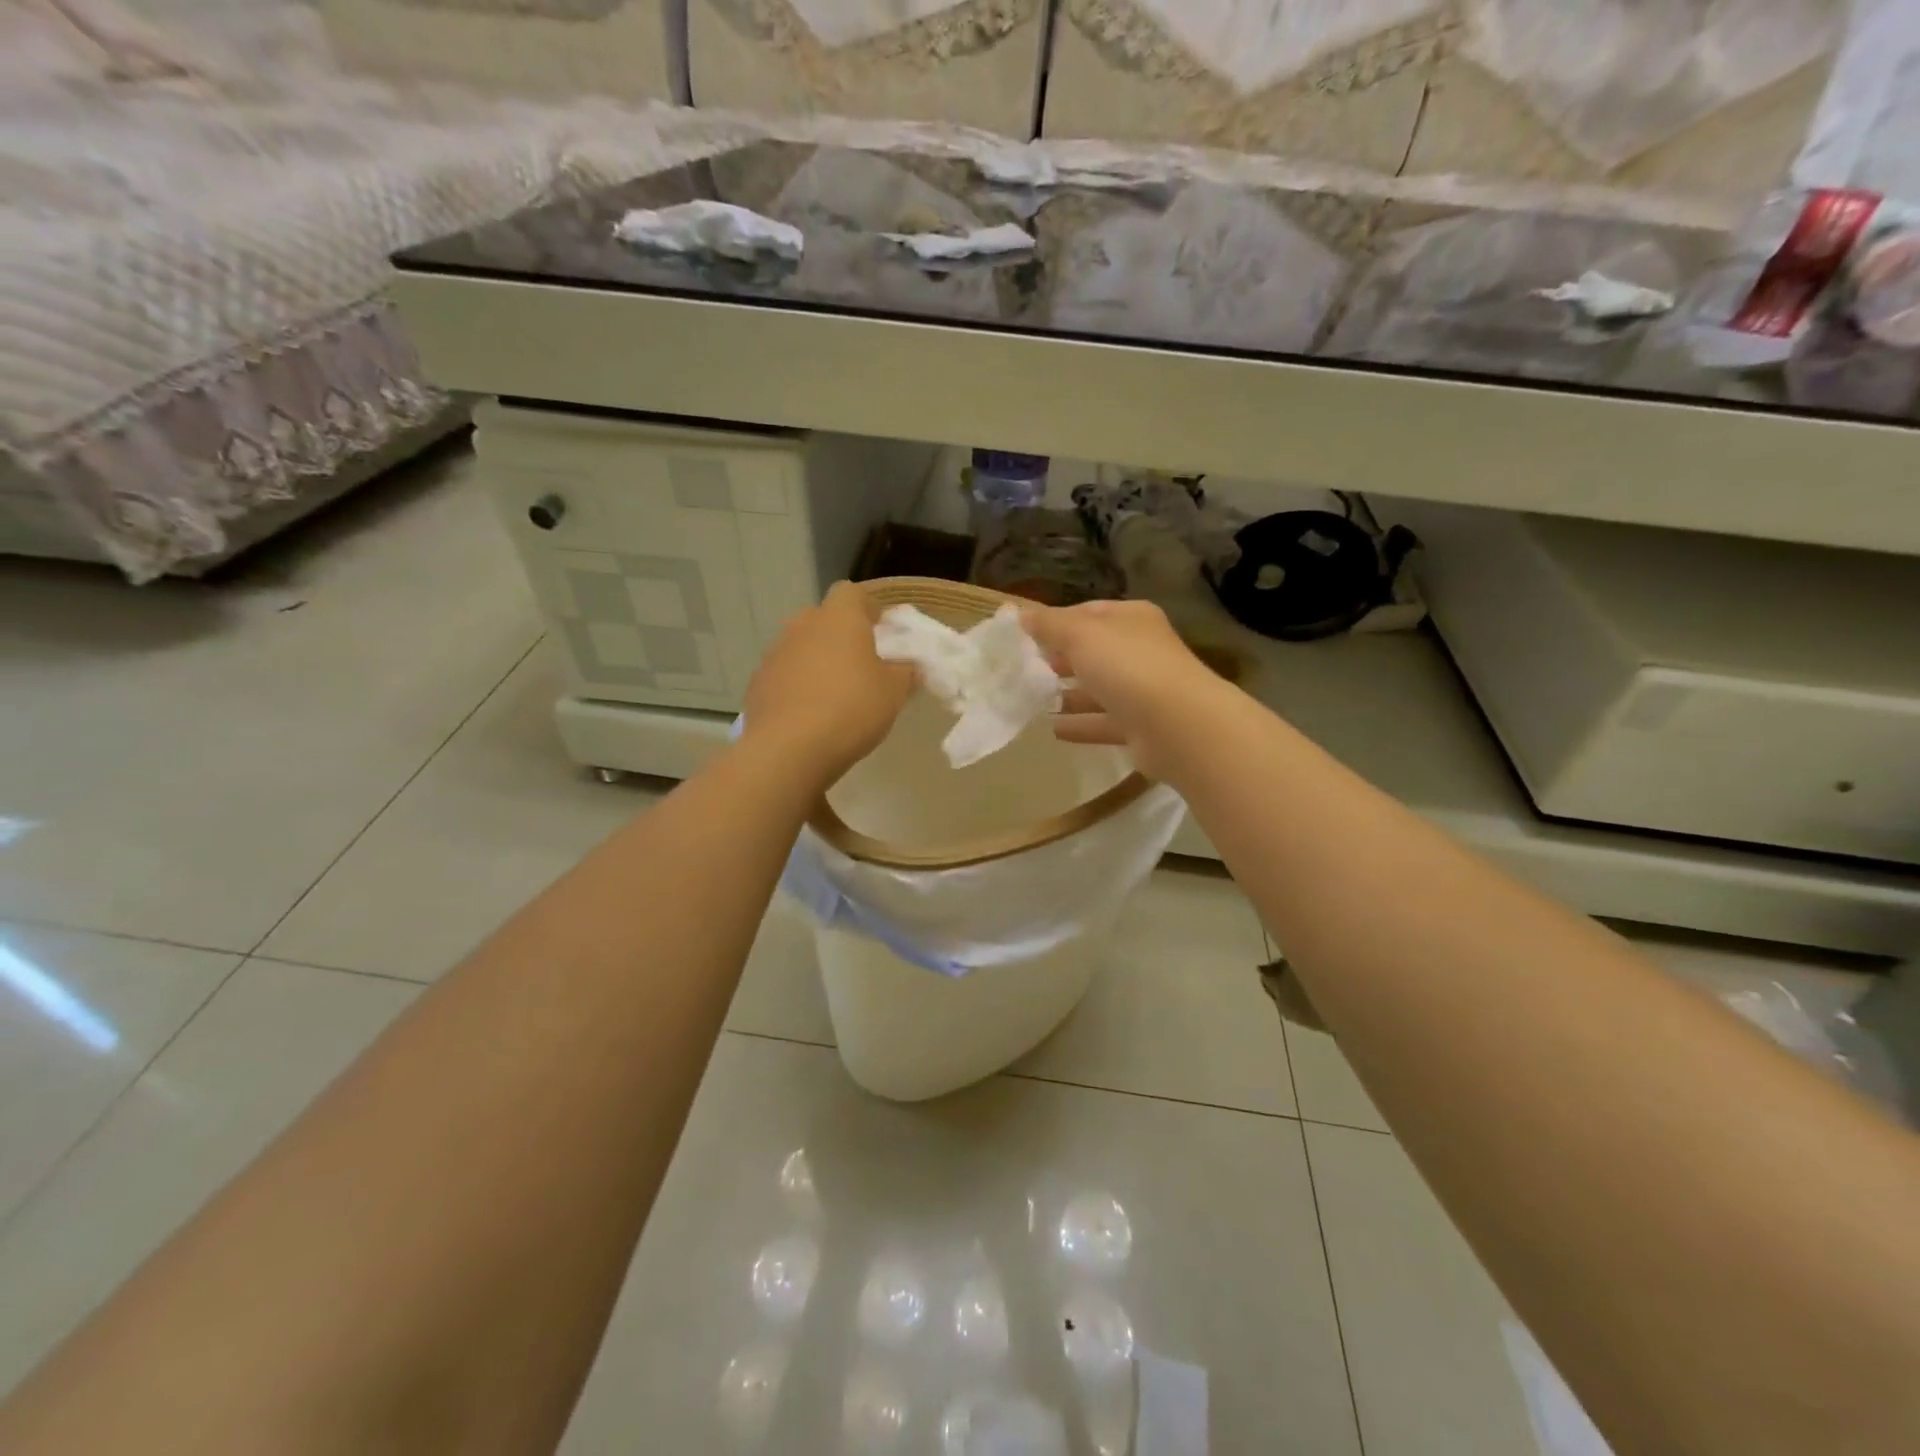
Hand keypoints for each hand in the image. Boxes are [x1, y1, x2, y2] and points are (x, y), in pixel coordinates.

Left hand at [743, 581, 913, 784]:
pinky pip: (785, 675)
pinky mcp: (758, 683)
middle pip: (824, 619)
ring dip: (817, 662)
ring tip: (835, 696)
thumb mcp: (894, 692)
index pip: (853, 592)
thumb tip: (907, 665)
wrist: (788, 749)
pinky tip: (810, 715)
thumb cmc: (851, 709)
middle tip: (861, 666)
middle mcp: (803, 625)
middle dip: (841, 636)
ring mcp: (775, 653)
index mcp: (839, 618)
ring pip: (802, 647)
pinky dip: (797, 686)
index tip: (882, 633)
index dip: (869, 609)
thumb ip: (905, 672)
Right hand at [1022, 599, 1229, 780]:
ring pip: (1098, 689)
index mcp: (1132, 619)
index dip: (1056, 621)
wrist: (1178, 726)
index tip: (1024, 635)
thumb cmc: (1128, 666)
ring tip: (1031, 700)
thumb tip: (1021, 615)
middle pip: (1093, 651)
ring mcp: (1143, 691)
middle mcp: (1140, 651)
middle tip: (1023, 669)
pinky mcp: (1140, 728)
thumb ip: (1049, 625)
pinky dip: (1080, 725)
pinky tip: (1052, 729)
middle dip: (1060, 659)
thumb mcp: (1081, 635)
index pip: (1088, 613)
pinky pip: (1102, 723)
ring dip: (1067, 694)